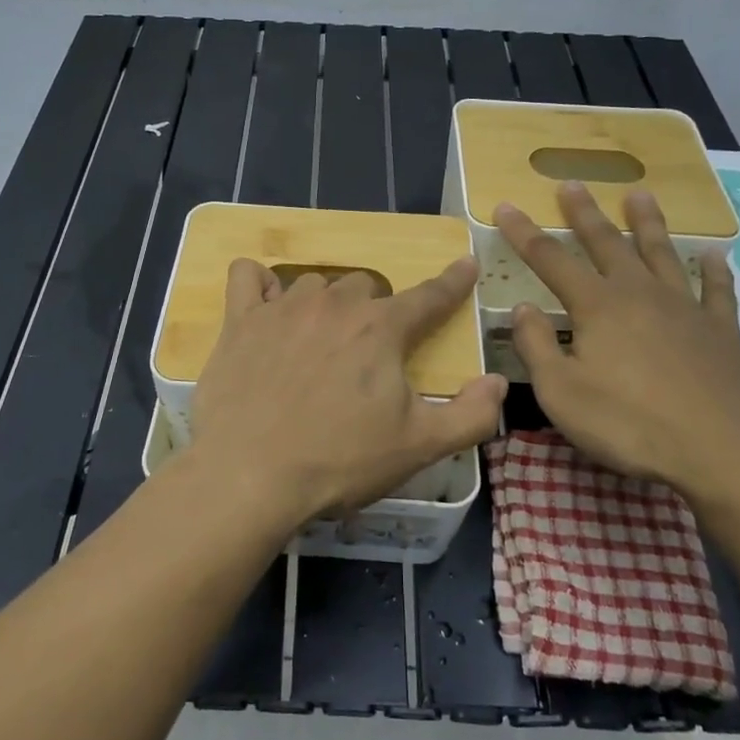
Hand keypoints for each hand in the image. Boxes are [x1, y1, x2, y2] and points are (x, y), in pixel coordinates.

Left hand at [190, 258, 506, 524]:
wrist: (250, 475)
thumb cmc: (340, 461)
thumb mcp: (420, 446)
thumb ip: (471, 415)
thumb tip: (499, 383)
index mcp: (382, 329)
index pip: (430, 296)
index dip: (453, 282)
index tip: (465, 264)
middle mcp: (335, 304)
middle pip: (366, 285)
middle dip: (375, 309)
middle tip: (367, 350)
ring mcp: (283, 307)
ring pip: (315, 283)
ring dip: (325, 303)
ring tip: (318, 339)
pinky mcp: (240, 320)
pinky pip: (248, 276)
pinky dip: (259, 284)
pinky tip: (264, 306)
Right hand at [494, 182, 739, 503]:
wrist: (720, 451)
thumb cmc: (628, 423)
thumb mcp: (560, 392)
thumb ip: (536, 346)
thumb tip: (523, 307)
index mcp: (596, 306)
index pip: (550, 259)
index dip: (523, 232)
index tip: (505, 205)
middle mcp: (639, 293)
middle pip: (607, 243)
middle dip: (584, 213)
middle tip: (572, 184)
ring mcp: (685, 308)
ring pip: (661, 253)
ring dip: (647, 223)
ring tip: (640, 194)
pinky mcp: (721, 330)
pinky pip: (717, 290)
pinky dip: (714, 270)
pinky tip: (714, 255)